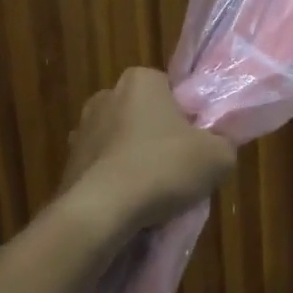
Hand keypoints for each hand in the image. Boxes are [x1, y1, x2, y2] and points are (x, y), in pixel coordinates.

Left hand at [61, 68, 235, 233]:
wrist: (101, 211)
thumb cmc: (163, 168)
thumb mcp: (218, 156)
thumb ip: (224, 143)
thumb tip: (216, 147)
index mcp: (141, 80)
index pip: (171, 91)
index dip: (188, 117)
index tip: (197, 144)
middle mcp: (106, 96)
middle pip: (145, 116)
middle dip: (160, 138)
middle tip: (180, 169)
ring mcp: (82, 130)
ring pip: (123, 144)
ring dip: (136, 161)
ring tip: (155, 195)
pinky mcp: (68, 163)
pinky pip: (103, 169)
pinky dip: (116, 182)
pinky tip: (131, 205)